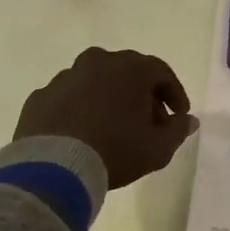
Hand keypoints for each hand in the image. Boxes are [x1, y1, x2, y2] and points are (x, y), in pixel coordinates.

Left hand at [14, 48, 198, 189]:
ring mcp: (66, 77)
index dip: (174, 93)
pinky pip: (68, 99)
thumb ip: (178, 130)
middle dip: (142, 96)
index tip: (179, 115)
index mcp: (130, 68)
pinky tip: (81, 134)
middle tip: (149, 124)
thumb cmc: (115, 150)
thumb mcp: (158, 148)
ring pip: (95, 82)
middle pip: (128, 73)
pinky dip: (78, 110)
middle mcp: (98, 62)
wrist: (54, 168)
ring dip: (108, 99)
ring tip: (113, 129)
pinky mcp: (40, 96)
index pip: (161, 72)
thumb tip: (189, 120)